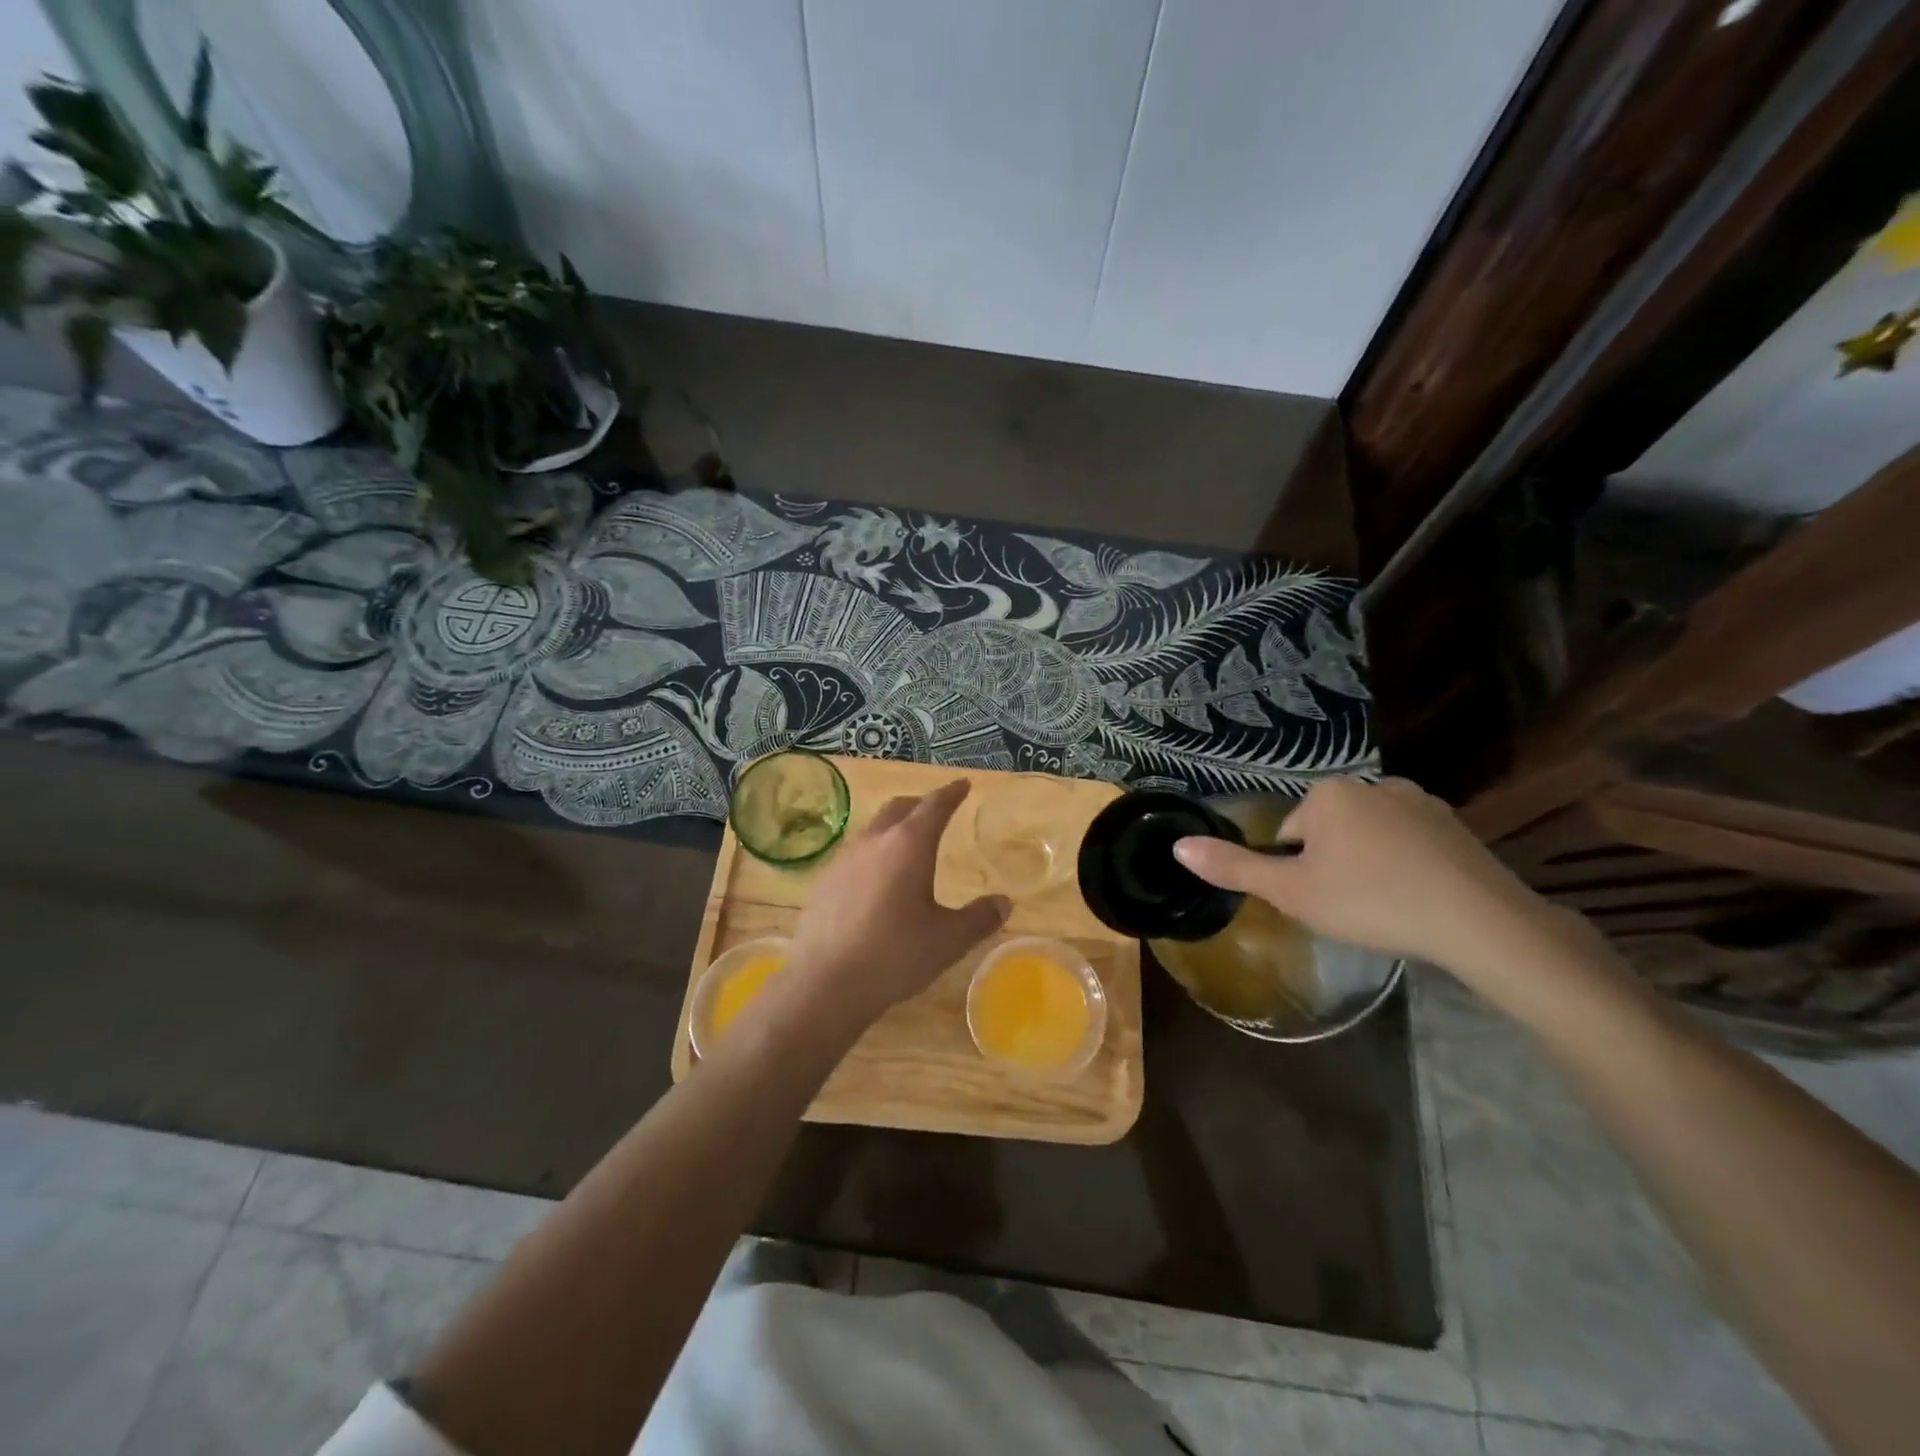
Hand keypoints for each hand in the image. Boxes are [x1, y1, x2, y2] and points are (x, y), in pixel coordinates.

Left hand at [784, 780, 1009, 1029]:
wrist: (824, 983)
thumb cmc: (895, 955)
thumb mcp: (948, 940)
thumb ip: (979, 918)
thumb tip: (1003, 902)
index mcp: (909, 845)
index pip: (935, 806)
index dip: (951, 793)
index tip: (963, 785)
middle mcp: (874, 842)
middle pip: (899, 809)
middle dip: (920, 805)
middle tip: (936, 811)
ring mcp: (843, 860)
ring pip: (873, 830)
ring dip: (893, 829)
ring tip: (907, 846)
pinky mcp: (824, 882)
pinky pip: (855, 856)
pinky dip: (873, 855)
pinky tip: (876, 883)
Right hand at [1172, 777, 1551, 973]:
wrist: (1479, 922)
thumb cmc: (1371, 901)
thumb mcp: (1291, 892)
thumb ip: (1233, 867)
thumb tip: (1177, 846)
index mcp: (1329, 793)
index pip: (1290, 834)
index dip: (1297, 873)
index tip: (1321, 901)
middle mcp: (1373, 784)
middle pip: (1329, 832)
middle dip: (1332, 866)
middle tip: (1350, 909)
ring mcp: (1421, 801)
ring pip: (1369, 838)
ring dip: (1368, 866)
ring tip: (1385, 908)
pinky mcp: (1456, 825)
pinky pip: (1410, 844)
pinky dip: (1405, 867)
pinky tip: (1418, 899)